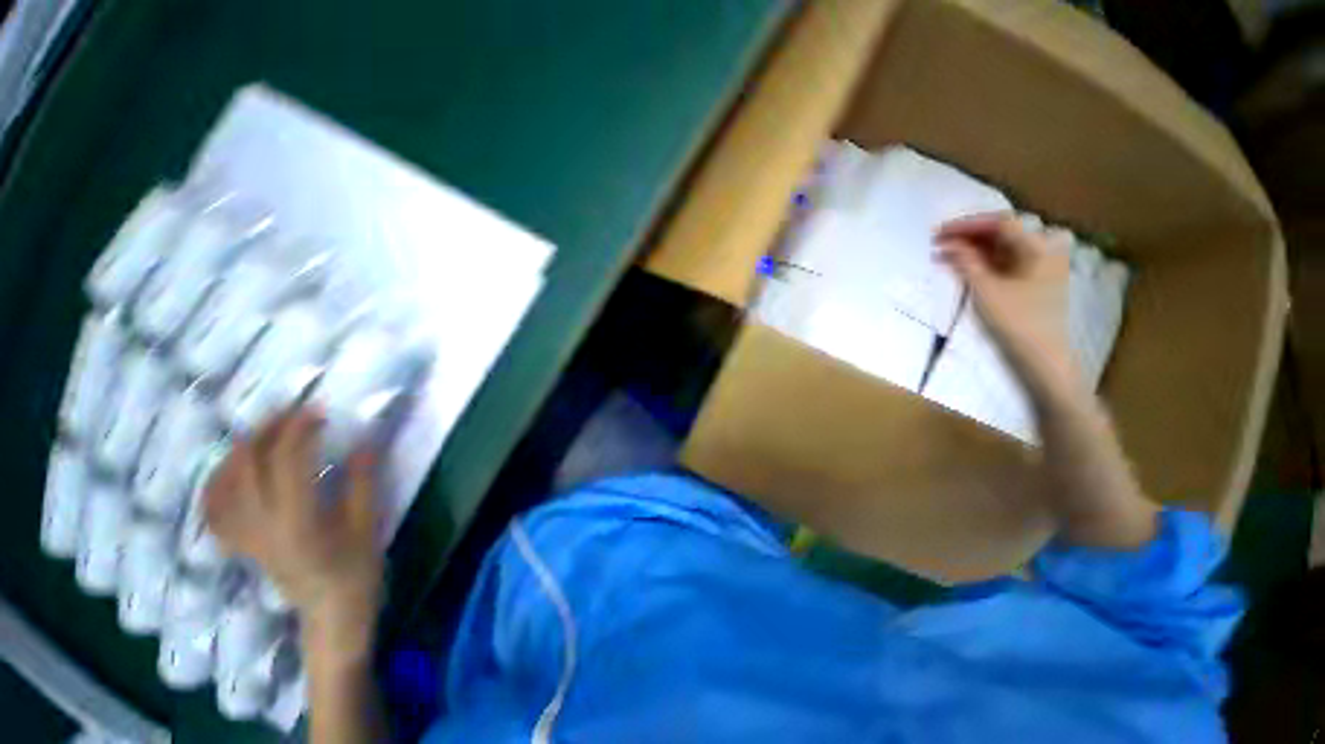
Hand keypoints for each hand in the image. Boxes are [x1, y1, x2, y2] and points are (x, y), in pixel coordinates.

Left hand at [205, 407, 382, 660]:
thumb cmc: (358, 569)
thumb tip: (363, 442)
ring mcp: (244, 537)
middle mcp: (261, 527)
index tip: (318, 410)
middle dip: (266, 431)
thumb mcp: (369, 524)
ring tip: (264, 430)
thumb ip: (362, 482)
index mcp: (297, 522)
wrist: (331, 613)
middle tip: (291, 411)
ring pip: (222, 483)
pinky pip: (213, 509)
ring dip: (240, 450)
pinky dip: (216, 482)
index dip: (298, 430)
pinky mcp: (240, 544)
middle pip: (247, 466)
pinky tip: (230, 467)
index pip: (286, 463)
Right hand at [935, 213, 1076, 390]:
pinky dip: (984, 260)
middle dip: (968, 235)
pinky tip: (963, 265)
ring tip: (945, 255)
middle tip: (939, 243)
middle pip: (1003, 232)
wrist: (1041, 354)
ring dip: (973, 248)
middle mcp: (1046, 247)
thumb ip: (966, 261)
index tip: (938, 233)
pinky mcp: (1035, 277)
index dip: (967, 225)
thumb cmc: (1015, 320)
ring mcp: (1043, 263)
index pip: (1000, 223)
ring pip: (1003, 245)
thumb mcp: (986, 288)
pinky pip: (1007, 259)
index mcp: (1040, 245)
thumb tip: (947, 243)